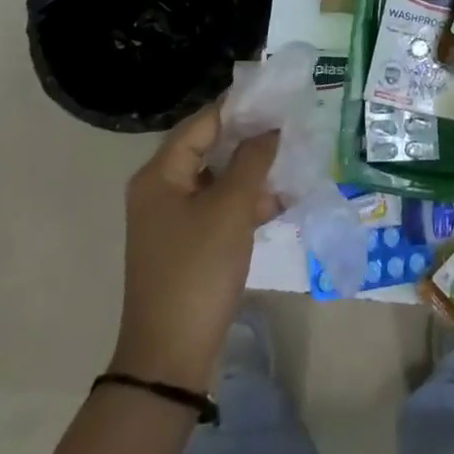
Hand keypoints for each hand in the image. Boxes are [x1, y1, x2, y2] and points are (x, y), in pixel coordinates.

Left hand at [112, 102, 280, 392]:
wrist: (170, 357)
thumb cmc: (197, 270)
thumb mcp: (231, 209)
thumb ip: (252, 160)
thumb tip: (271, 128)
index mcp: (160, 174)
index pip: (203, 122)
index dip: (240, 106)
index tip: (277, 95)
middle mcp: (162, 189)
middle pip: (209, 147)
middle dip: (250, 137)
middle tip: (290, 123)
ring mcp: (174, 218)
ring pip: (218, 177)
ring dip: (253, 170)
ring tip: (293, 159)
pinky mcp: (189, 243)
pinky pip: (220, 206)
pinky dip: (247, 200)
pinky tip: (281, 200)